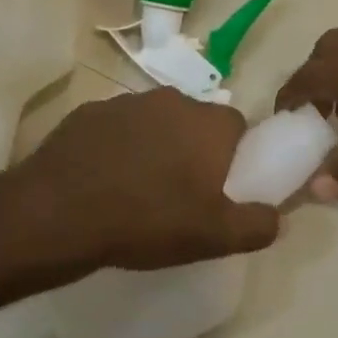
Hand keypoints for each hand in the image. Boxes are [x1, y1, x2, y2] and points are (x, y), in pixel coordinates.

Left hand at [13, 88, 279, 270]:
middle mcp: (171, 100)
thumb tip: (279, 217)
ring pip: (155, 123)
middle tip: (182, 193)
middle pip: (196, 123)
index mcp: (208, 123)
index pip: (239, 128)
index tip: (220, 188)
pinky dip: (118, 148)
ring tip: (139, 190)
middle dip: (194, 150)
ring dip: (155, 147)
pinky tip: (104, 181)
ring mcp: (125, 103)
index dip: (235, 158)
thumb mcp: (214, 236)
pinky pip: (117, 129)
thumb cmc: (147, 221)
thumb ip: (258, 225)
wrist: (58, 215)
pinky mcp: (87, 113)